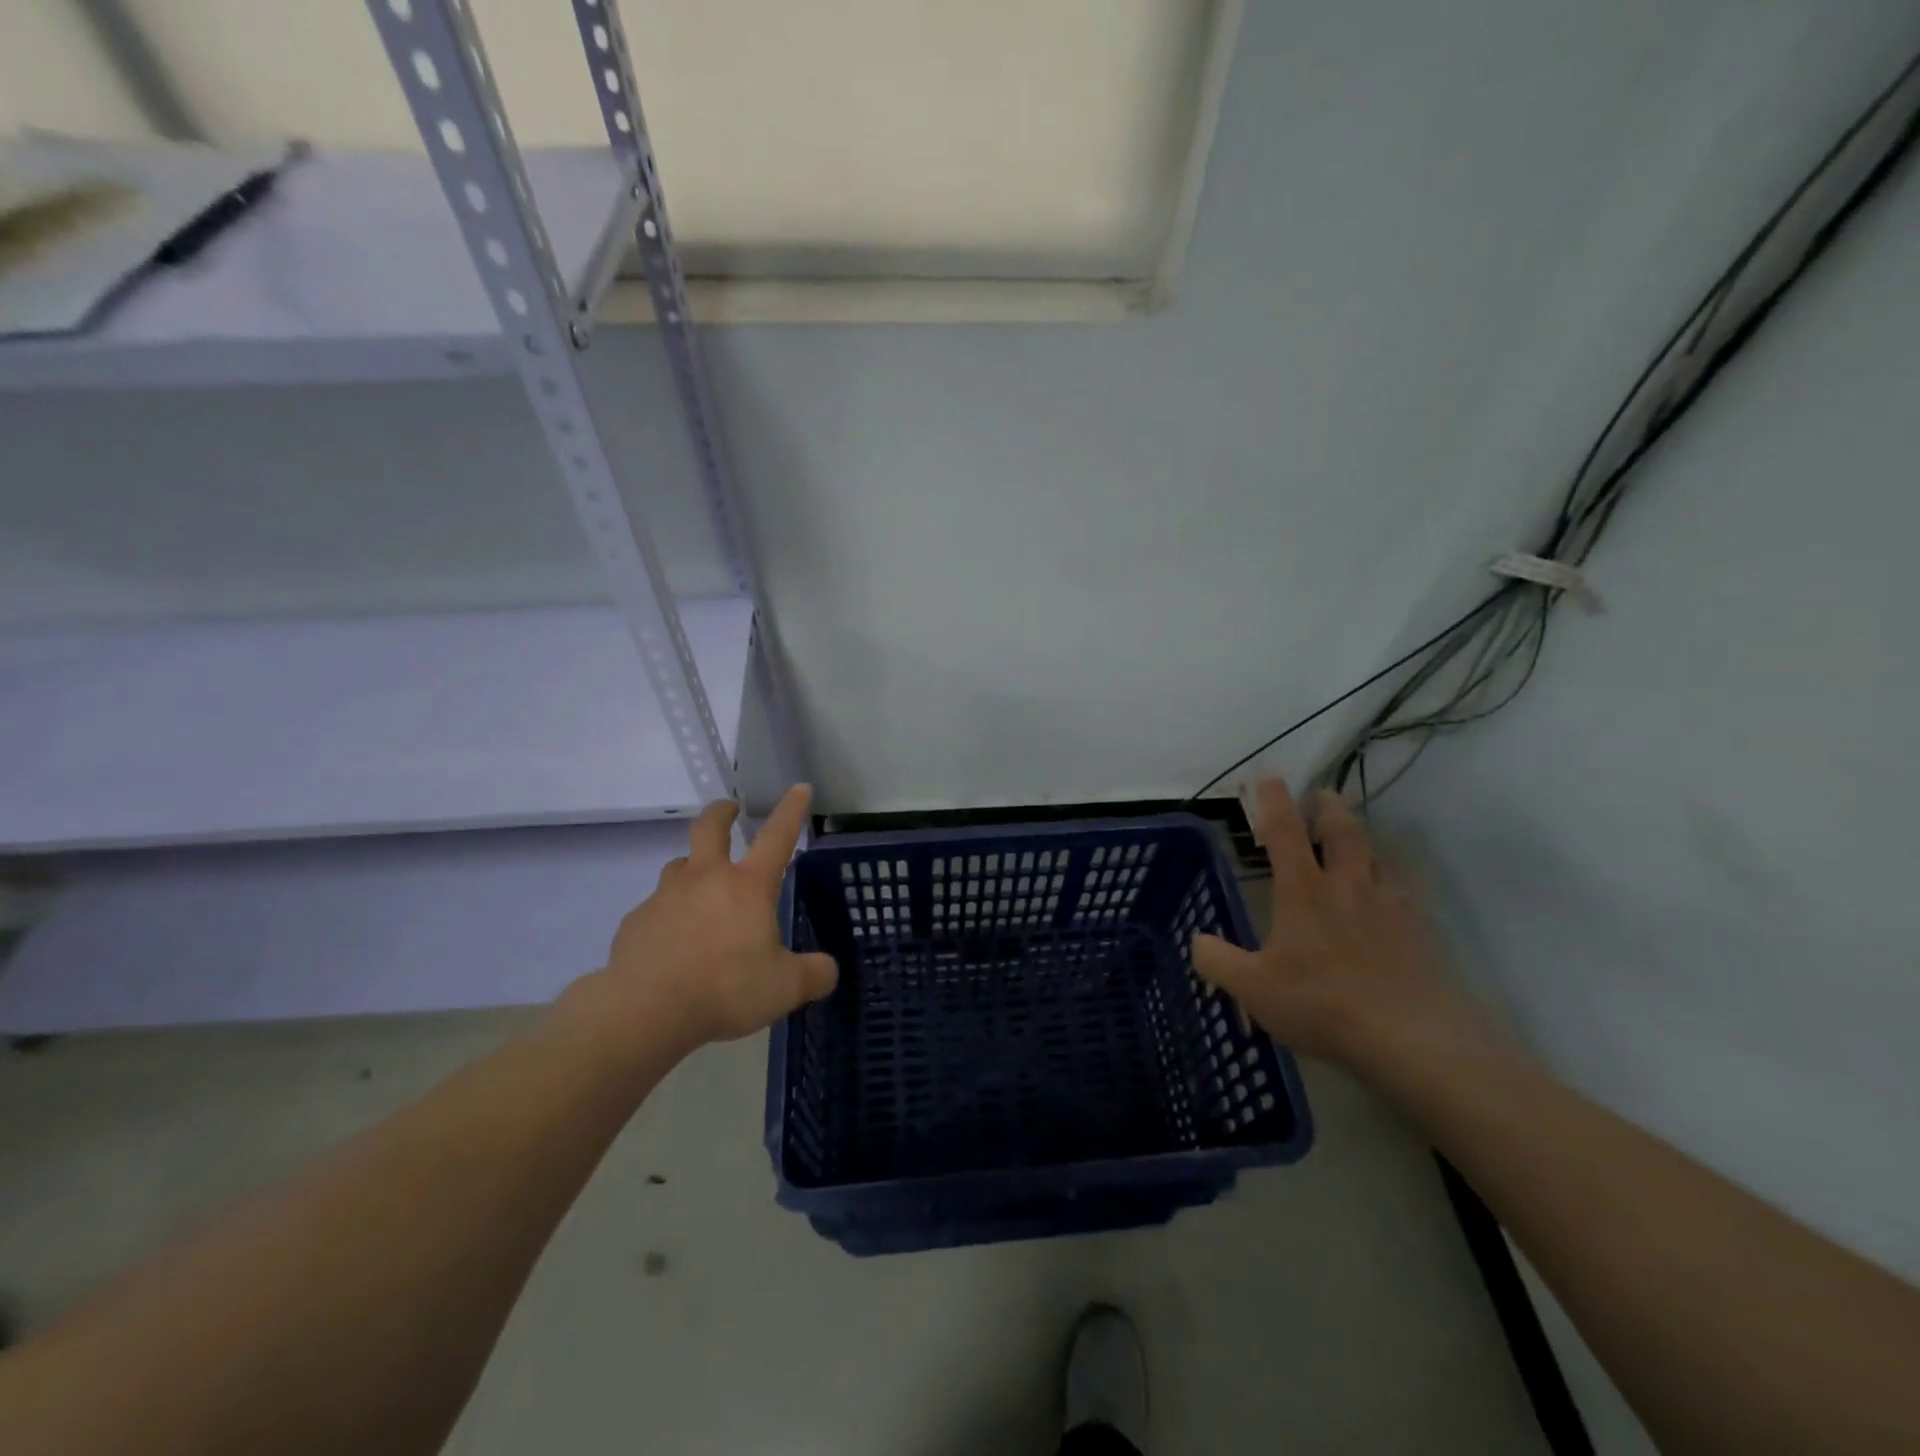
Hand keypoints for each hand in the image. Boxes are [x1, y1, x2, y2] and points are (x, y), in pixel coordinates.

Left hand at [568, 785, 838, 1055]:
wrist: (644, 1011)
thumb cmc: (725, 990)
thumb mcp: (786, 988)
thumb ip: (814, 975)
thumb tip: (828, 970)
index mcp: (748, 886)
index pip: (777, 836)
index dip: (791, 810)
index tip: (799, 787)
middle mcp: (706, 879)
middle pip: (710, 828)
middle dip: (722, 813)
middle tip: (730, 810)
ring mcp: (666, 897)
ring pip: (679, 867)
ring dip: (692, 869)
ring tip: (700, 891)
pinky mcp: (635, 922)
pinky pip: (656, 909)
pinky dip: (668, 916)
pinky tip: (672, 945)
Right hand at [1190, 777, 1492, 1067]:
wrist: (1410, 1038)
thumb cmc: (1321, 1003)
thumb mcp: (1253, 988)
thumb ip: (1218, 961)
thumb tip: (1198, 941)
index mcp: (1304, 890)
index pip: (1285, 832)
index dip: (1274, 800)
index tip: (1269, 776)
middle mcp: (1347, 886)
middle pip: (1342, 831)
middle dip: (1329, 807)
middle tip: (1322, 796)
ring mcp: (1388, 907)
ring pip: (1377, 856)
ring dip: (1362, 839)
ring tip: (1355, 840)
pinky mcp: (1419, 932)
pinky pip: (1404, 892)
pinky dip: (1391, 881)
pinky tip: (1390, 896)